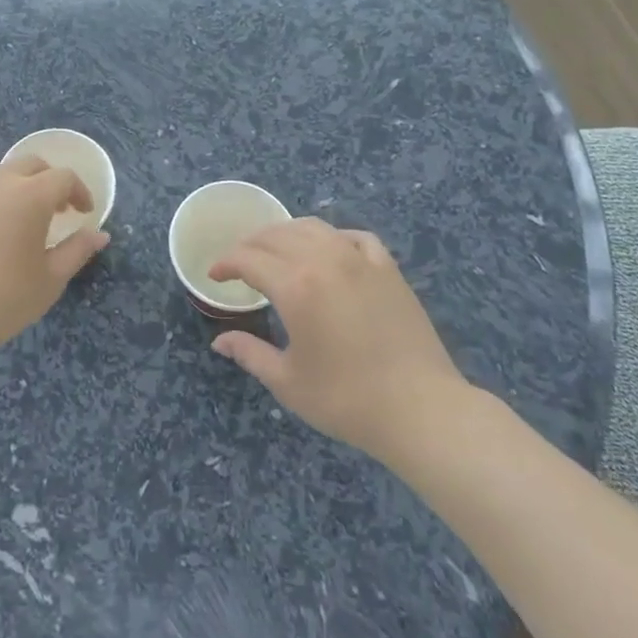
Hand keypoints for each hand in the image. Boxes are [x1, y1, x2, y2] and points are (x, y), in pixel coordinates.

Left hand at [0, 158, 109, 365]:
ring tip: (19, 221)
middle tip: (56, 210)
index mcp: (30, 195)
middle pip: (30, 164)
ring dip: (16, 189)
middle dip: (49, 180)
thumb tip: (99, 234)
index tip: (84, 213)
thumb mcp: (51, 280)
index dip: (79, 192)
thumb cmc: (3, 298)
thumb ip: (78, 250)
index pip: (63, 177)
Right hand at [208, 219, 471, 463]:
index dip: (226, 263)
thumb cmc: (347, 400)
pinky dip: (333, 237)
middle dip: (250, 245)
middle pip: (276, 236)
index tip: (215, 275)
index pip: (248, 259)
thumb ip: (250, 353)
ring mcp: (359, 260)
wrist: (421, 410)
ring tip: (276, 250)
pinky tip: (330, 250)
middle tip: (239, 263)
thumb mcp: (288, 382)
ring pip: (313, 227)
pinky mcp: (388, 269)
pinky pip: (354, 237)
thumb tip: (220, 341)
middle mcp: (324, 260)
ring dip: (286, 234)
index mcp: (295, 286)